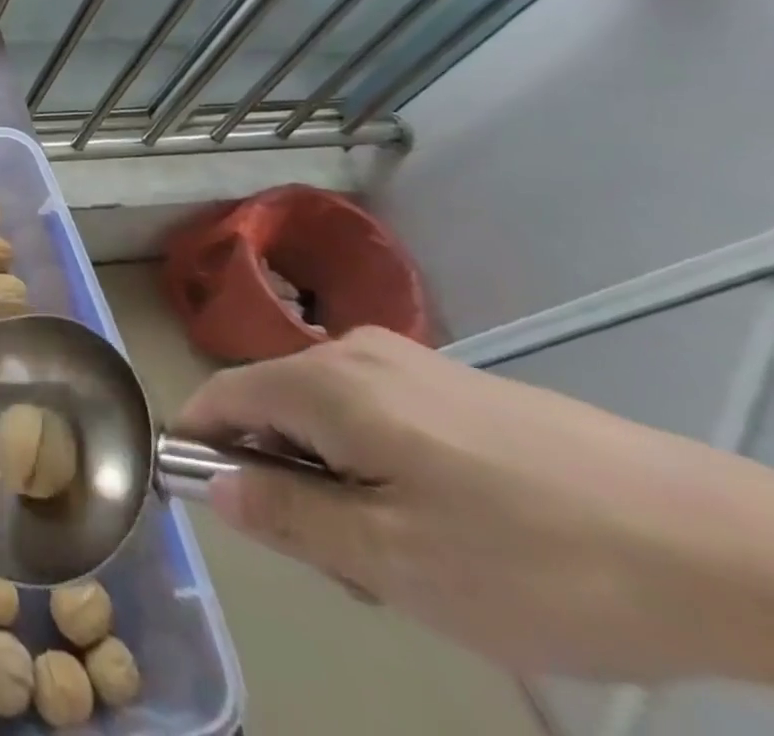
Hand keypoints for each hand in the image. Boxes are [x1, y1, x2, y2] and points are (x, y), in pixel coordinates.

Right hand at [175, 326, 773, 683]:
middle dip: (287, 482)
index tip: (221, 513)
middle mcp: (353, 353)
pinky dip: (383, 470)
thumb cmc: (537, 560)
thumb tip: (212, 485)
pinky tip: (455, 529)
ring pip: (328, 419)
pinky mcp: (458, 387)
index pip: (219, 397)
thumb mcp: (394, 561)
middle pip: (274, 410)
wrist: (729, 548)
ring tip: (415, 560)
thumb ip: (287, 517)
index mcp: (324, 382)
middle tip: (351, 567)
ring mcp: (410, 365)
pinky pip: (379, 419)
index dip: (200, 448)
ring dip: (339, 483)